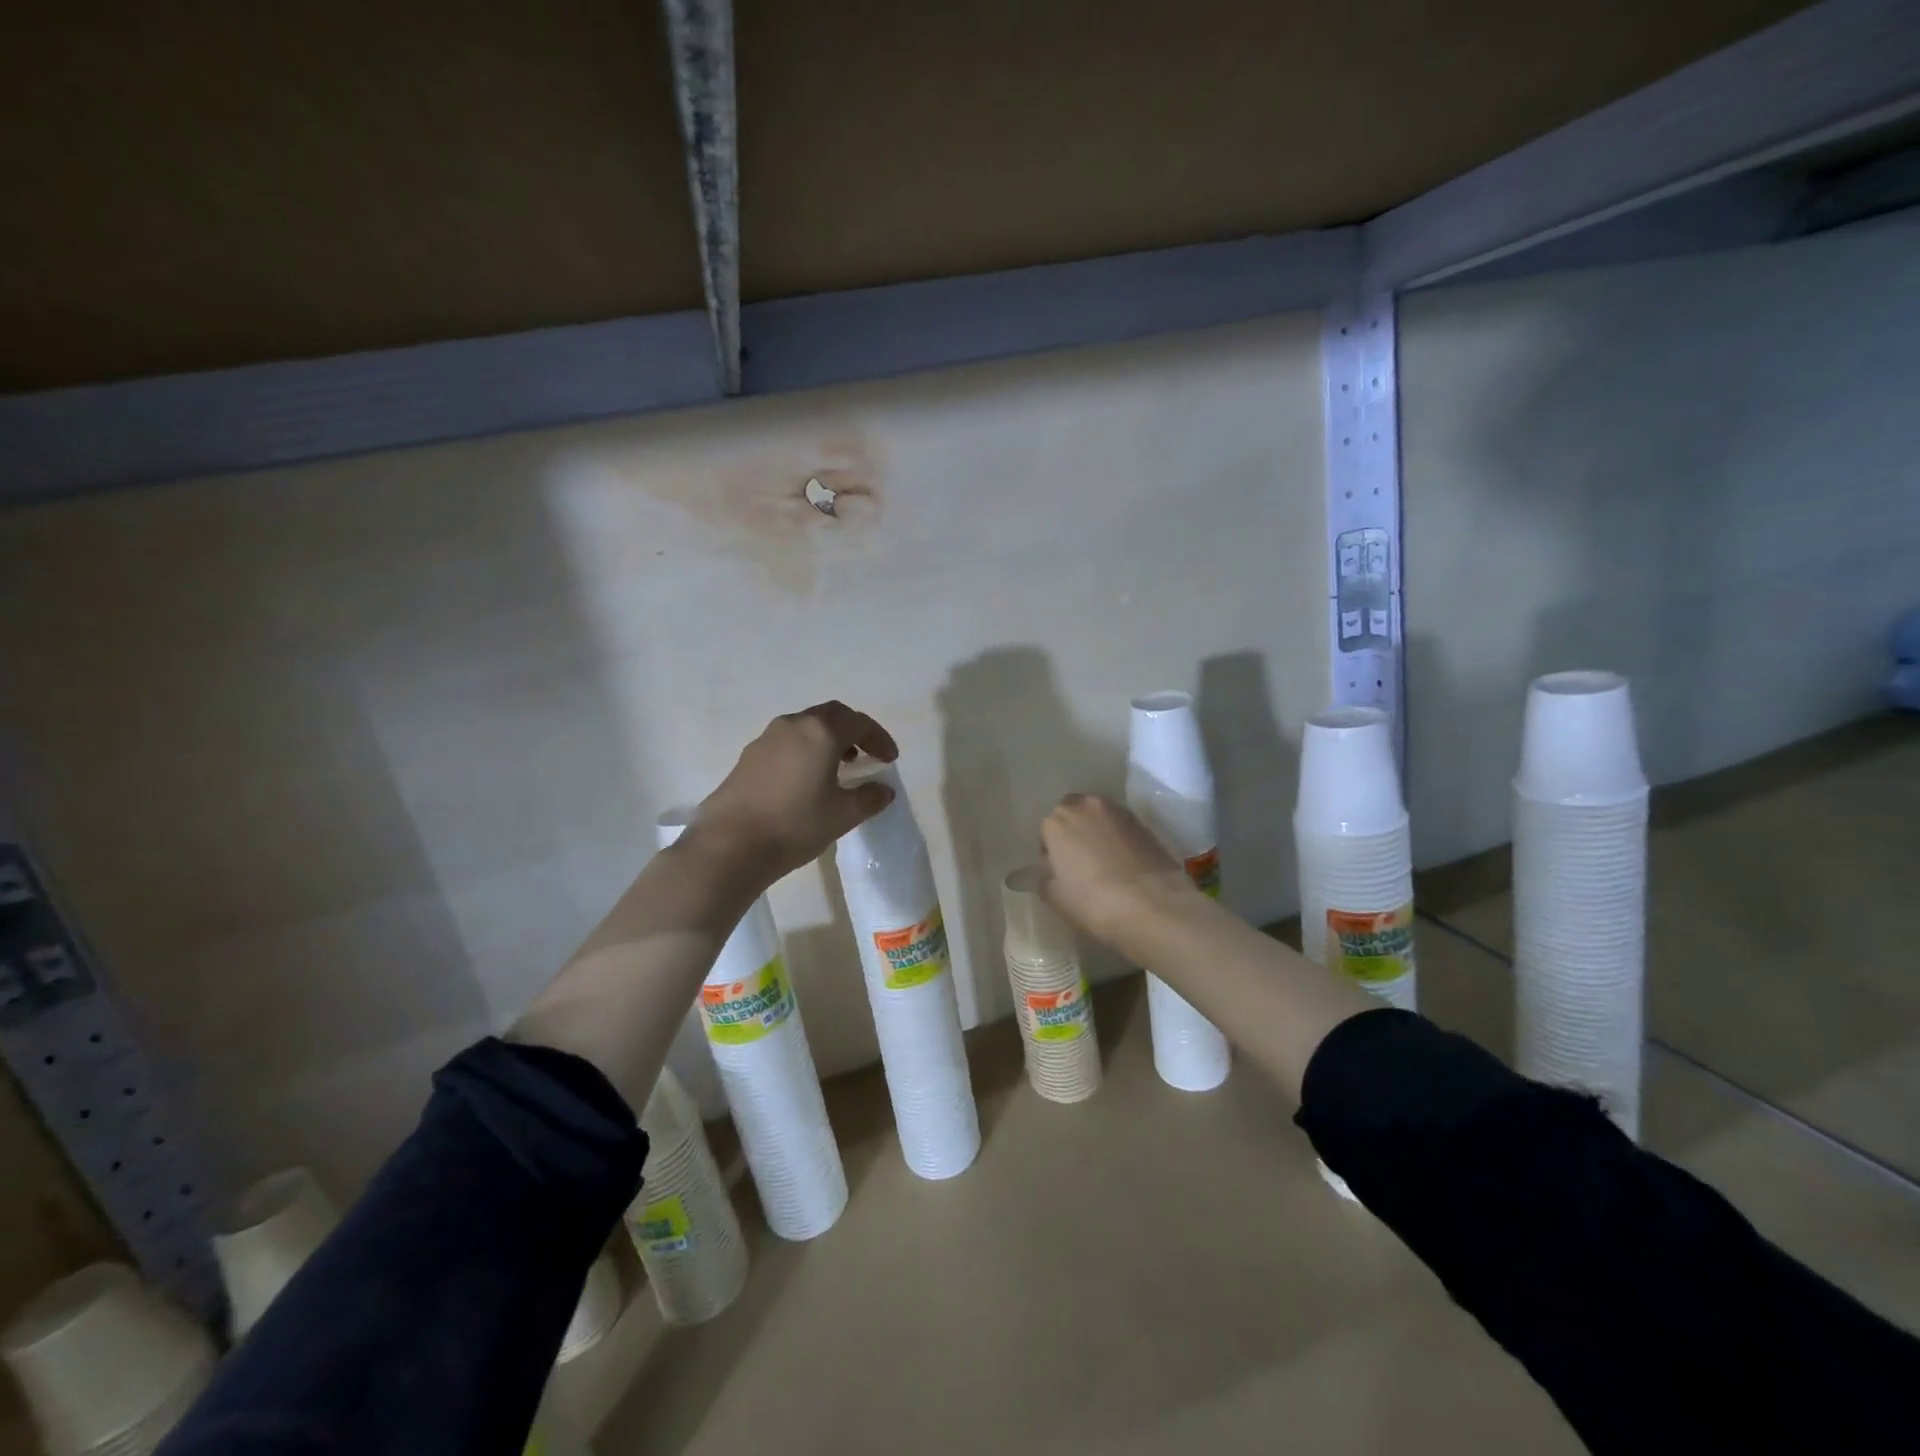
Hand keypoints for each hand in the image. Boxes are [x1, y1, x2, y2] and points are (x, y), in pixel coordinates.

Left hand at [688, 702, 899, 891]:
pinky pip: (787, 742)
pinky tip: (806, 779)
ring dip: (827, 740)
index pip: (859, 722)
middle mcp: (793, 725)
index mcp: (821, 733)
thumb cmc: (795, 825)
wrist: (730, 845)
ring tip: (838, 767)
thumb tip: (883, 789)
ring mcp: (766, 738)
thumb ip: (869, 798)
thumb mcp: (842, 815)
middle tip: (866, 755)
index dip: (879, 738)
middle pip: (831, 716)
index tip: (889, 759)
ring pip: (806, 727)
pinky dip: (805, 750)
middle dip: (853, 732)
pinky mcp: (748, 756)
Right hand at [1036, 794, 1199, 948]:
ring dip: (1095, 831)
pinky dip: (1117, 837)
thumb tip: (1037, 872)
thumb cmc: (1093, 901)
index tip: (1058, 873)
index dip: (1051, 853)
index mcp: (1057, 821)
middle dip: (1072, 832)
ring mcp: (1117, 811)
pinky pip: (1120, 826)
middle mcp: (1085, 806)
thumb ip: (1041, 878)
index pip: (1045, 832)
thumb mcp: (1055, 897)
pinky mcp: (1143, 822)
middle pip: (1072, 814)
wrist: (1152, 903)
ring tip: (1103, 861)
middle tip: (1079, 862)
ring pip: (1098, 817)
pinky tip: (1123, 862)